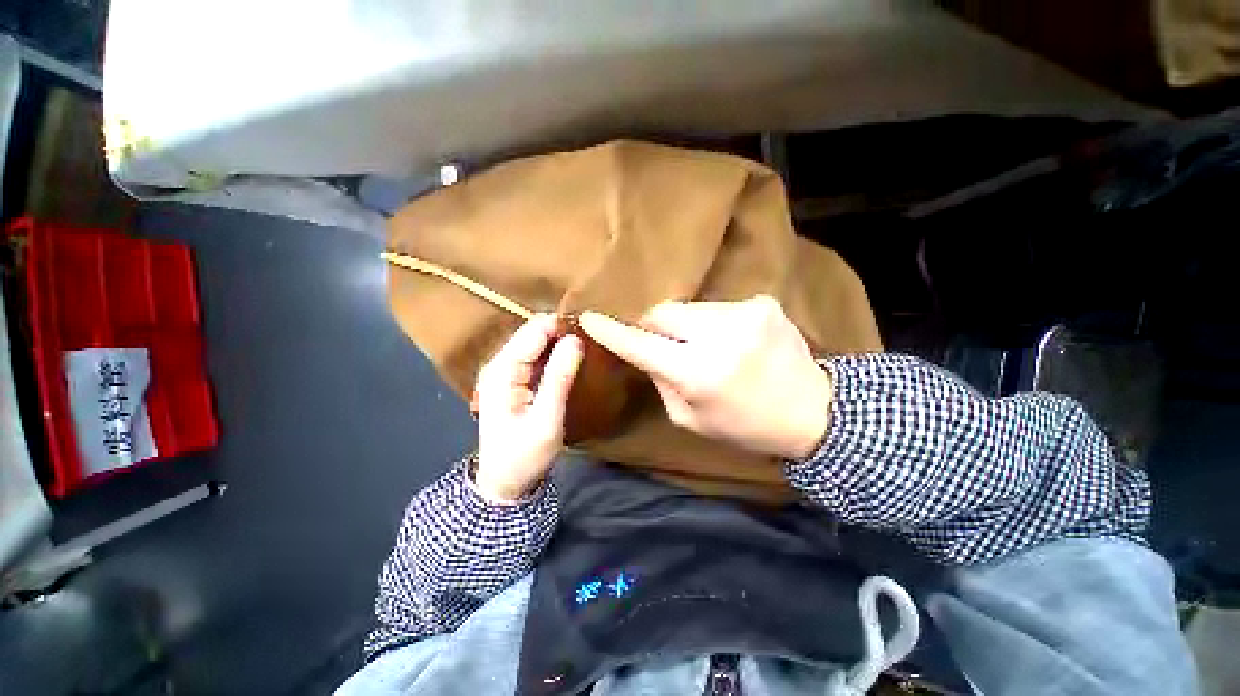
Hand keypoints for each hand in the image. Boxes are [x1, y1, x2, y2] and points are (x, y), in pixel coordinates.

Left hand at [475, 314, 583, 501]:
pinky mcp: (514, 380)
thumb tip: (575, 340)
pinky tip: (572, 357)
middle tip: (591, 336)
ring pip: (535, 344)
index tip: (589, 326)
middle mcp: (499, 364)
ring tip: (586, 343)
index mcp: (502, 371)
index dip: (560, 325)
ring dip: (559, 341)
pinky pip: (536, 357)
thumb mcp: (547, 419)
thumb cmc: (524, 455)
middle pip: (532, 334)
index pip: (533, 332)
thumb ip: (559, 377)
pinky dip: (554, 354)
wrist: (504, 483)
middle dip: (560, 331)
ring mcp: (505, 372)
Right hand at [579, 296, 831, 459]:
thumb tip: (645, 351)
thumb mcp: (691, 418)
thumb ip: (661, 381)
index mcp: (698, 374)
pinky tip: (733, 342)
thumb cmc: (745, 425)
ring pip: (690, 308)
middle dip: (656, 326)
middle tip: (665, 344)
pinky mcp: (763, 303)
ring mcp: (745, 314)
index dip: (612, 331)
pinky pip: (718, 308)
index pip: (641, 345)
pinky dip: (715, 323)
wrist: (814, 412)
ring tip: (707, 347)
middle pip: (663, 312)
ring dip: (687, 325)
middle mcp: (719, 337)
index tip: (590, 318)